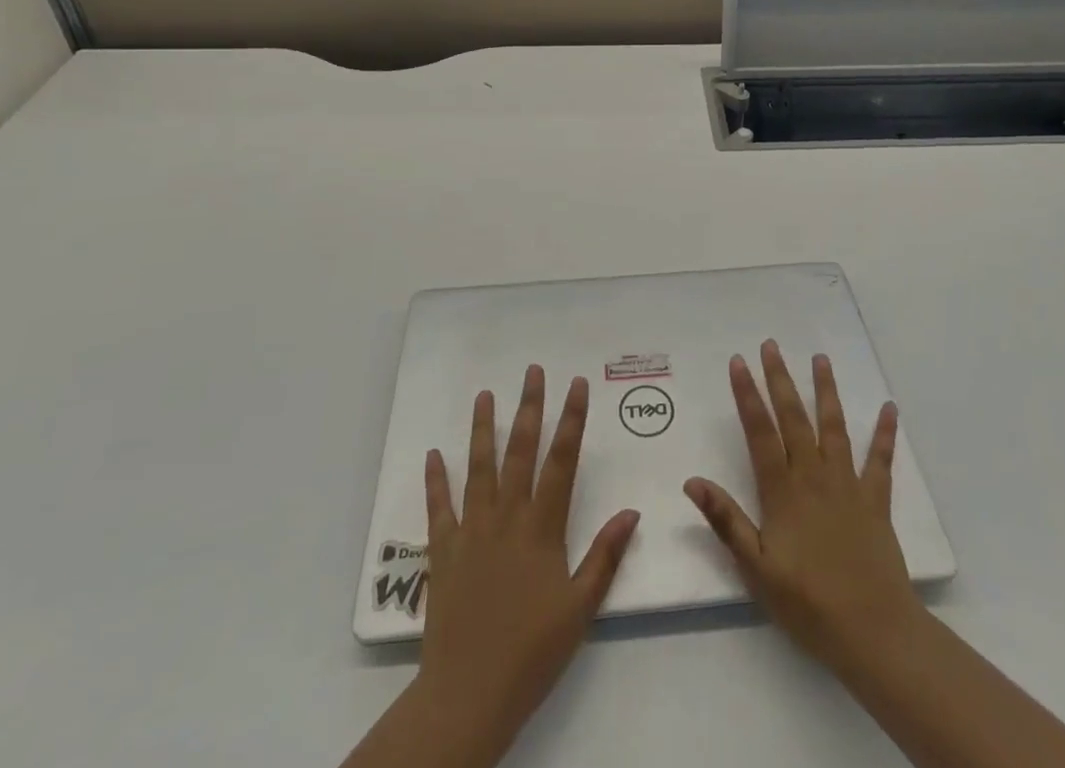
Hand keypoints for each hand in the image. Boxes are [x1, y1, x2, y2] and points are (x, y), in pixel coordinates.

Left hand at [416, 366, 639, 758]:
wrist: (469, 693)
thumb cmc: (532, 651)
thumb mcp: (580, 608)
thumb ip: (605, 556)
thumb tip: (631, 511)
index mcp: (542, 527)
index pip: (562, 461)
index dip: (572, 420)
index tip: (577, 385)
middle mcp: (507, 516)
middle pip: (520, 451)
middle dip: (529, 407)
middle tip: (532, 371)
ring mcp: (472, 529)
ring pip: (479, 467)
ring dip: (482, 428)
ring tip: (484, 395)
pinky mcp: (443, 550)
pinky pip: (439, 506)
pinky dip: (435, 479)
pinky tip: (433, 454)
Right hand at [684, 341, 922, 680]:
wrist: (873, 631)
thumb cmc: (808, 603)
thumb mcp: (756, 568)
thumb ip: (726, 521)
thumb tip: (692, 481)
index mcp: (783, 490)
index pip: (760, 431)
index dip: (748, 394)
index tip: (739, 362)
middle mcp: (814, 476)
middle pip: (794, 418)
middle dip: (780, 379)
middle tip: (772, 345)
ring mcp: (848, 484)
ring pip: (834, 427)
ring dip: (825, 390)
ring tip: (820, 358)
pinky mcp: (875, 499)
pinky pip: (881, 459)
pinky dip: (885, 433)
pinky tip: (889, 408)